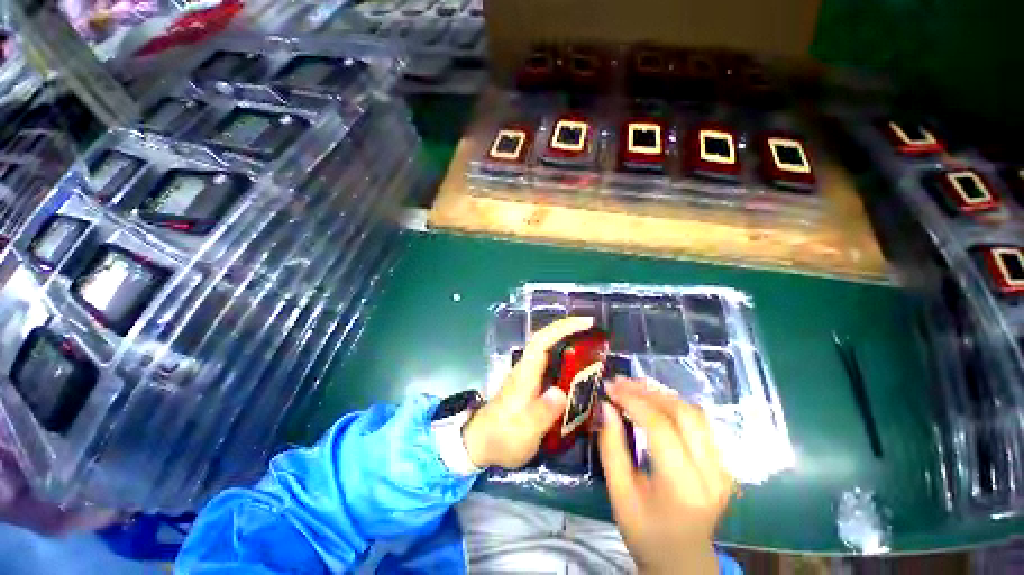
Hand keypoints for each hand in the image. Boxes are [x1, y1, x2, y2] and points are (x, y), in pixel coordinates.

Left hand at [462, 316, 594, 468]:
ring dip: (569, 343)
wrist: (483, 443)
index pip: (542, 341)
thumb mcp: (524, 430)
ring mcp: (528, 375)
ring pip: (550, 351)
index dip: (563, 328)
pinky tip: (580, 372)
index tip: (586, 322)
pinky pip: (552, 365)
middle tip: (596, 334)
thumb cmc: (502, 436)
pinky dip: (567, 361)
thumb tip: (561, 393)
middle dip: (570, 331)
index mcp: (525, 374)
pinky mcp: (531, 384)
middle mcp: (527, 368)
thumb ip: (542, 413)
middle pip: (547, 340)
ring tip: (594, 349)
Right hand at [599, 378, 733, 574]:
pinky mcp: (722, 464)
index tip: (610, 387)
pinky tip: (653, 402)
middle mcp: (712, 473)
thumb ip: (611, 447)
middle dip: (649, 391)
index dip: (633, 401)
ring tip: (634, 387)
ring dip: (662, 394)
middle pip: (685, 413)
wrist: (683, 560)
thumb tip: (606, 406)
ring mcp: (723, 468)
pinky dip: (673, 405)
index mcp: (684, 487)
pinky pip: (699, 423)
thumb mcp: (619, 493)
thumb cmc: (645, 532)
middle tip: (621, 383)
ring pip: (695, 413)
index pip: (661, 428)